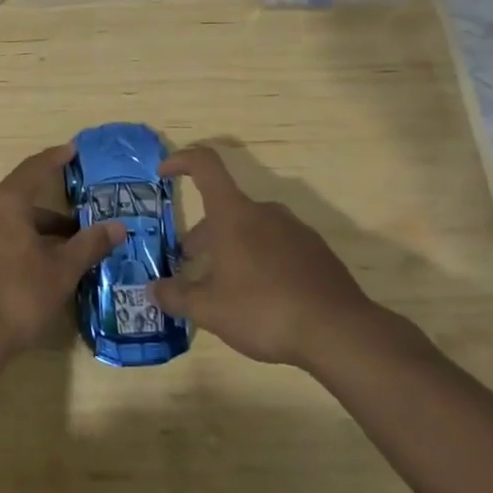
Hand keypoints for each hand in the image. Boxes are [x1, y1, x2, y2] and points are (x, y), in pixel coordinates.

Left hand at [0, 144, 126, 360]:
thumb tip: (117, 226)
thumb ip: (89, 244)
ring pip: (5, 223)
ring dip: (32, 231)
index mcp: (4, 203)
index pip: (33, 169)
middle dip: (50, 212)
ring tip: (60, 250)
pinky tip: (31, 266)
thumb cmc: (18, 297)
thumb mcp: (61, 271)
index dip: (55, 159)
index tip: (72, 150)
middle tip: (77, 223)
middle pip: (19, 199)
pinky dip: (14, 244)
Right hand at [149, 145, 410, 375]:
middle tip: (189, 263)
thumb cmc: (264, 309)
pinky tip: (262, 297)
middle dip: (203, 233)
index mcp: (234, 214)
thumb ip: (176, 297)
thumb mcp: (210, 310)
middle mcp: (265, 212)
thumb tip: (152, 290)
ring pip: (252, 228)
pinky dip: (261, 260)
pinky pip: (278, 246)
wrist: (340, 332)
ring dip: (232, 247)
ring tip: (224, 285)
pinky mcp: (317, 253)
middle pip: (225, 208)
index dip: (181, 161)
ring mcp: (295, 231)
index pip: (205, 166)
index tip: (163, 172)